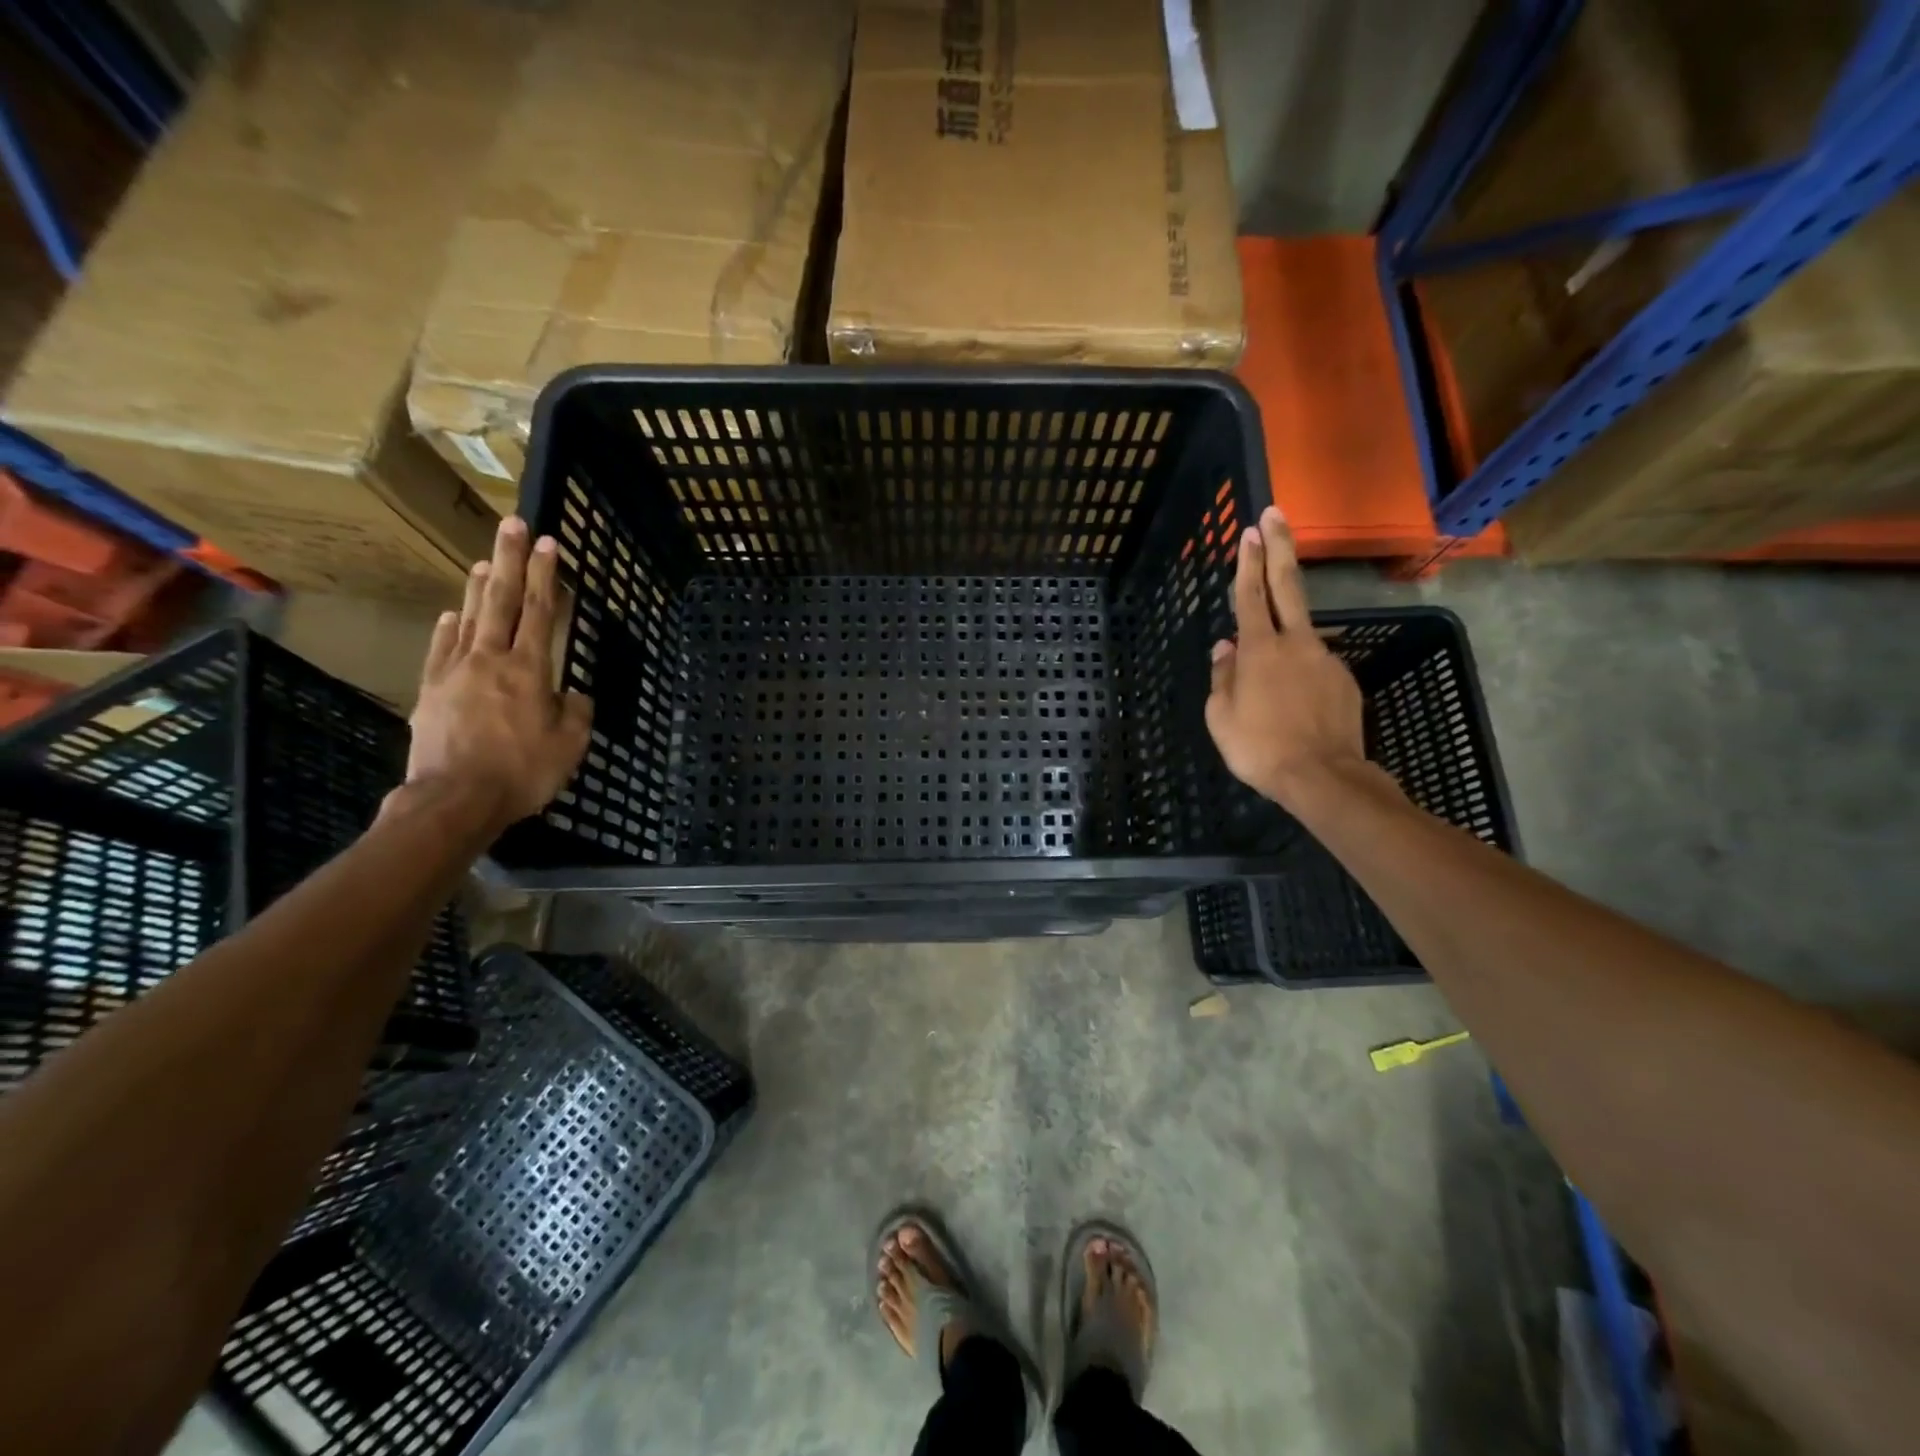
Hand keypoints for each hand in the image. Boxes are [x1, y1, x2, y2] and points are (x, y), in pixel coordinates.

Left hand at [404, 516, 591, 831]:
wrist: (455, 799)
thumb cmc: (522, 771)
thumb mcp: (570, 745)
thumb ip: (576, 712)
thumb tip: (573, 694)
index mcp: (529, 670)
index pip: (539, 612)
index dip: (546, 576)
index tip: (549, 543)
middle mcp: (491, 660)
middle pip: (500, 601)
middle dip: (510, 561)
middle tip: (512, 525)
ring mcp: (456, 672)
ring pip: (469, 619)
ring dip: (477, 586)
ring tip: (484, 559)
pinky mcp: (432, 691)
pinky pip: (441, 650)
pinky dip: (448, 628)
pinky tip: (451, 614)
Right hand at [1204, 506, 1367, 810]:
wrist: (1323, 777)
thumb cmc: (1259, 748)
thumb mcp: (1221, 717)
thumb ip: (1222, 676)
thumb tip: (1224, 647)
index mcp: (1259, 649)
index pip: (1250, 594)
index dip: (1248, 561)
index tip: (1249, 530)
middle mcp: (1295, 643)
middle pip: (1288, 584)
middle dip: (1280, 546)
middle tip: (1275, 515)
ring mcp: (1325, 658)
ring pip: (1300, 633)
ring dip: (1285, 634)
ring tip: (1271, 682)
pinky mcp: (1344, 679)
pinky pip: (1314, 666)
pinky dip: (1300, 673)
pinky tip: (1293, 704)